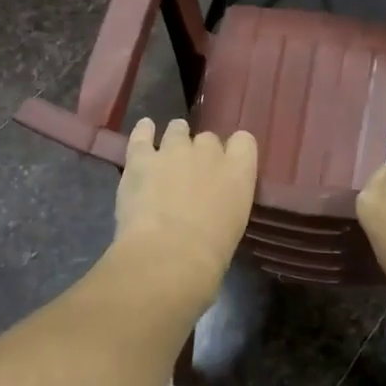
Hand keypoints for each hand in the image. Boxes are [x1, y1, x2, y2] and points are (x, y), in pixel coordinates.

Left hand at [112, 119, 257, 299]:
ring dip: (175, 139)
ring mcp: (173, 151)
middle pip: (208, 138)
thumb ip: (226, 203)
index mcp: (239, 171)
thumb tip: (213, 206)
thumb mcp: (233, 225)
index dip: (234, 150)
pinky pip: (142, 136)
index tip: (227, 164)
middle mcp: (208, 153)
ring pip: (177, 130)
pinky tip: (144, 129)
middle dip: (201, 152)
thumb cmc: (210, 254)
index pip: (244, 142)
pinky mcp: (141, 159)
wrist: (169, 256)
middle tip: (192, 173)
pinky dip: (143, 132)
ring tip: (169, 150)